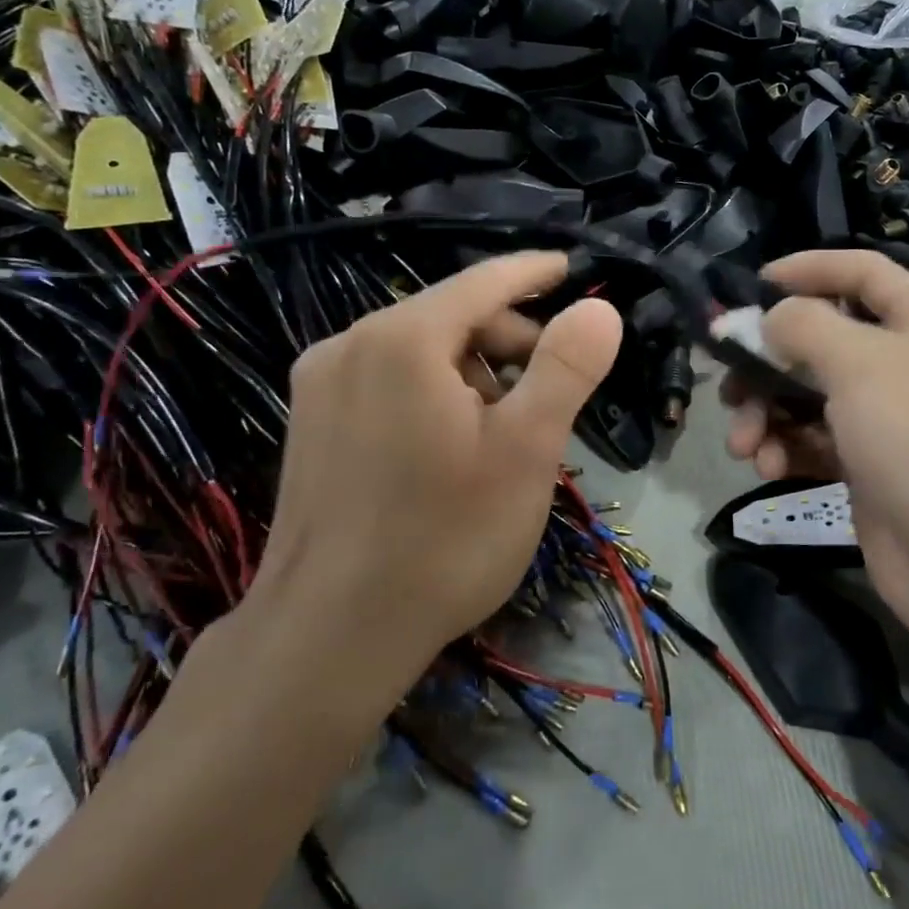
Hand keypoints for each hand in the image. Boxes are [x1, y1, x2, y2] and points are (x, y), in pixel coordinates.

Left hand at [243, 253, 622, 716]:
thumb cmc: (445, 538)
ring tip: (501, 435)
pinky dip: (433, 391)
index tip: (571, 269)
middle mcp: (351, 343)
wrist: (329, 639)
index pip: (484, 281)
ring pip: (420, 349)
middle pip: (452, 315)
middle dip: (509, 341)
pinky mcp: (309, 422)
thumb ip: (567, 367)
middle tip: (549, 397)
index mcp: (404, 337)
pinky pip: (389, 379)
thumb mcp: (527, 449)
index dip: (534, 272)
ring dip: (473, 372)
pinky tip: (450, 448)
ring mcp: (321, 383)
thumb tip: (599, 308)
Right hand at [723, 250, 908, 647]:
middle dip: (768, 361)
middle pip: (821, 339)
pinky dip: (785, 448)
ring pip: (807, 394)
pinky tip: (766, 466)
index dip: (807, 268)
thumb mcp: (859, 363)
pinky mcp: (867, 465)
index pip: (861, 271)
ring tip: (743, 443)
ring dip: (767, 413)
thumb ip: (803, 325)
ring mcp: (886, 417)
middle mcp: (905, 362)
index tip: (752, 285)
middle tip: (728, 383)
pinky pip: (813, 439)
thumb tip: (767, 318)